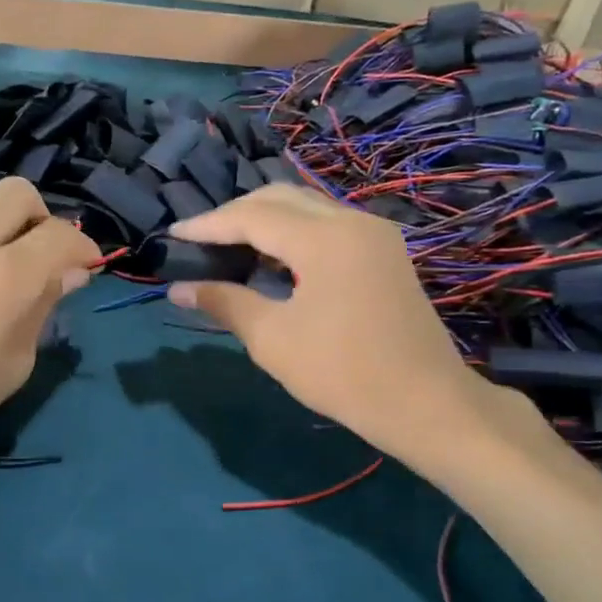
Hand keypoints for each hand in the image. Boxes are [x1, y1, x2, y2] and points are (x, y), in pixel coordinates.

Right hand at [167, 185, 528, 466]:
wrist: (427, 404)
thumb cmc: (344, 373)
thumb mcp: (273, 339)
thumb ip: (225, 303)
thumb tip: (178, 290)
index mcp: (324, 238)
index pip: (252, 216)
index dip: (208, 224)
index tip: (174, 234)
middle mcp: (351, 220)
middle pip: (280, 197)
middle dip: (235, 214)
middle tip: (200, 239)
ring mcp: (373, 232)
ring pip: (306, 206)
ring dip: (265, 219)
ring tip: (229, 246)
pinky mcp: (383, 250)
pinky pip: (327, 223)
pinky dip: (293, 231)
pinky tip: (273, 258)